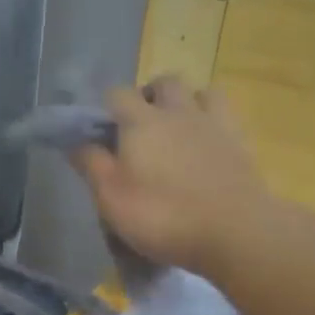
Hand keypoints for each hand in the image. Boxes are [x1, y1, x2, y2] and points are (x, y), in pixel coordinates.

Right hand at [74, 78, 270, 277]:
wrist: (233, 230)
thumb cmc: (162, 216)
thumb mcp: (112, 198)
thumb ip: (91, 165)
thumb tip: (74, 141)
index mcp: (140, 122)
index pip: (116, 94)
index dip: (105, 109)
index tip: (100, 133)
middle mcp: (176, 111)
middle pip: (161, 83)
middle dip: (148, 97)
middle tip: (139, 129)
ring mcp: (212, 121)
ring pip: (197, 91)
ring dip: (183, 102)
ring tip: (176, 129)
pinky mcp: (239, 139)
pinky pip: (222, 112)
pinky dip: (210, 117)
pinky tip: (206, 137)